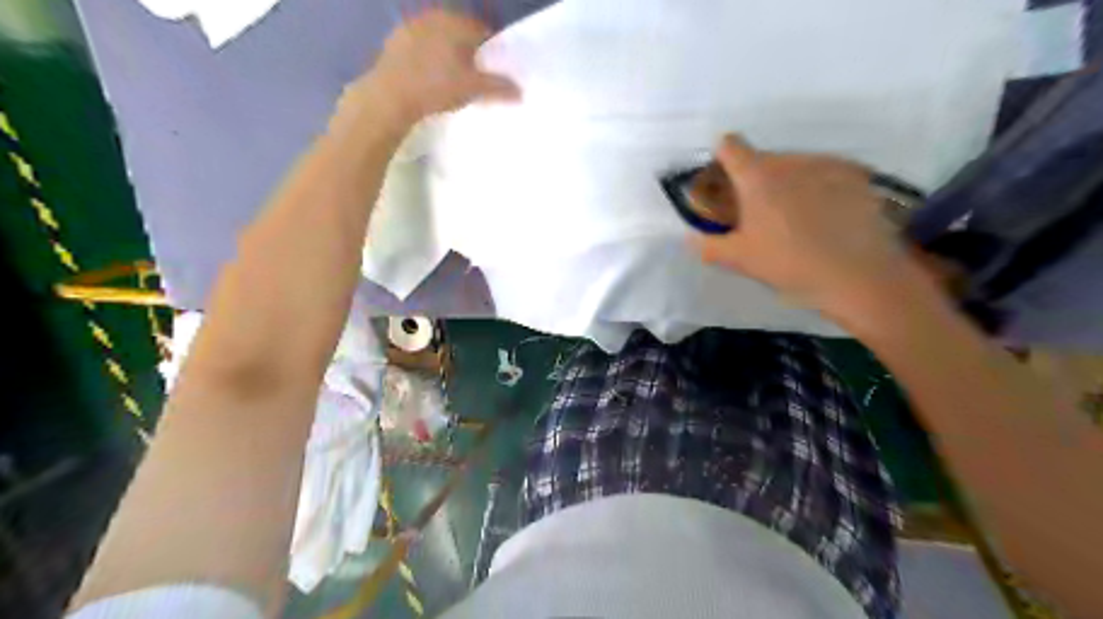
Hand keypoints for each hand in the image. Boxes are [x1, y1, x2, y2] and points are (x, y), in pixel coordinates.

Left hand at [359, 11, 521, 128]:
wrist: (390, 95)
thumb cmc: (437, 87)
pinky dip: (427, 60)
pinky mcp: (393, 42)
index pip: (483, 32)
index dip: (491, 51)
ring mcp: (411, 26)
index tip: (493, 70)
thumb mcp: (474, 89)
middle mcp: (434, 16)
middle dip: (468, 51)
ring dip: (447, 55)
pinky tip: (428, 80)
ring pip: (438, 39)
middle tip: (474, 76)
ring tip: (451, 80)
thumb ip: (499, 88)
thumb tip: (520, 92)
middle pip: (459, 33)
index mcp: (456, 22)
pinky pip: (419, 48)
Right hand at [692, 135, 918, 318]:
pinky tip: (826, 217)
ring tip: (796, 218)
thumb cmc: (788, 263)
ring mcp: (827, 164)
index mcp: (757, 176)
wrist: (857, 274)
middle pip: (764, 158)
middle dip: (756, 179)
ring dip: (788, 183)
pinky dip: (820, 189)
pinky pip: (827, 174)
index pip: (730, 146)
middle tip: (759, 212)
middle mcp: (791, 160)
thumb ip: (708, 246)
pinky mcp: (857, 175)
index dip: (722, 156)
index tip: (723, 178)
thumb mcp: (739, 259)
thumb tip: (689, 239)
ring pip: (796, 165)